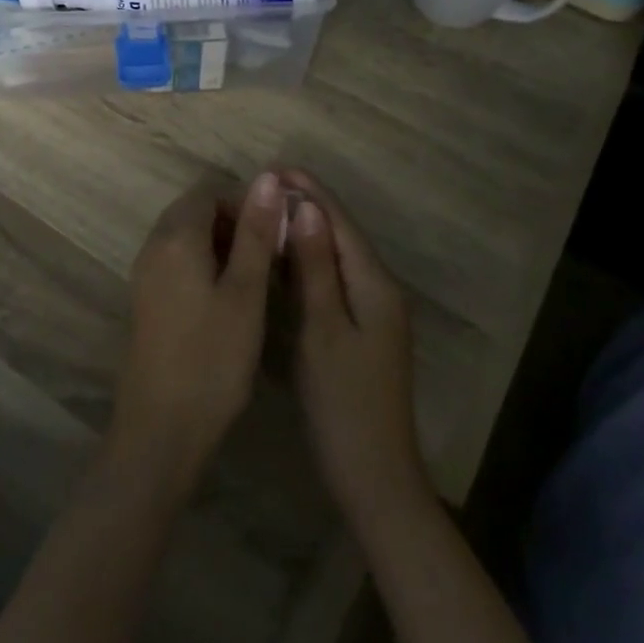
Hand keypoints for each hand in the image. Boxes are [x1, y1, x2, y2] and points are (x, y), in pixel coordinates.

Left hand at [106, 171, 285, 495]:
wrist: (161, 428)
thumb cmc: (212, 358)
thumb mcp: (246, 293)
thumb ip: (256, 233)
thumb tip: (267, 177)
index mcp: (176, 237)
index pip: (210, 191)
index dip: (246, 202)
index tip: (277, 232)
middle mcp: (153, 246)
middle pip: (195, 211)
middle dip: (235, 222)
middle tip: (270, 256)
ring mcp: (145, 274)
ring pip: (186, 237)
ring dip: (222, 244)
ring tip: (257, 278)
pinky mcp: (147, 299)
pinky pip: (177, 261)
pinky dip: (205, 264)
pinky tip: (230, 298)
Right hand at [282, 170, 432, 533]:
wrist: (374, 476)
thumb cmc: (344, 402)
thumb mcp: (324, 330)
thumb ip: (316, 268)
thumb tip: (309, 208)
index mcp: (375, 284)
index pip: (340, 222)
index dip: (310, 192)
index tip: (275, 167)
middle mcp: (380, 289)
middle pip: (341, 235)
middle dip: (307, 207)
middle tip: (263, 188)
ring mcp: (373, 312)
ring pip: (337, 257)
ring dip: (306, 233)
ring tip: (268, 212)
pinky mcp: (362, 331)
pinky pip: (334, 281)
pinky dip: (309, 263)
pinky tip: (284, 260)